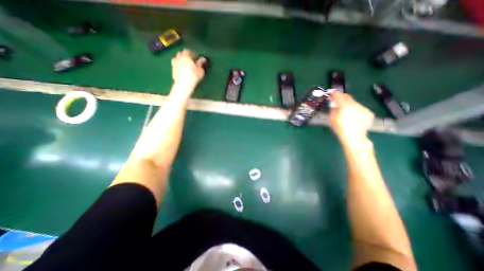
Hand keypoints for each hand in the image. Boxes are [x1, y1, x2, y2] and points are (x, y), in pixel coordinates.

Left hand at [171, 48, 204, 93]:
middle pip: (180, 53)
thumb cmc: (193, 76)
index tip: (195, 59)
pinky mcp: (172, 70)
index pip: (187, 51)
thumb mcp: (200, 70)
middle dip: (184, 56)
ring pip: (176, 58)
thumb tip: (203, 58)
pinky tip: (181, 70)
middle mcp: (178, 58)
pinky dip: (178, 65)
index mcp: (186, 56)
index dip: (191, 54)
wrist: (184, 84)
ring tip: (184, 65)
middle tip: (190, 61)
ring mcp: (174, 64)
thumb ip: (201, 63)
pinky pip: (175, 65)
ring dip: (180, 60)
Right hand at [329, 92, 372, 144]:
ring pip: (354, 103)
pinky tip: (353, 117)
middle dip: (342, 98)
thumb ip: (333, 108)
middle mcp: (355, 104)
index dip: (334, 94)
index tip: (331, 93)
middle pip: (348, 97)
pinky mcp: (369, 113)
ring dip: (349, 105)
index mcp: (345, 105)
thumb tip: (334, 103)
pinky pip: (360, 109)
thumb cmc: (339, 128)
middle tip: (337, 101)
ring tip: (346, 112)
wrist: (353, 137)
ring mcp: (363, 108)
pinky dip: (356, 110)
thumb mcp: (332, 117)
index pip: (339, 95)